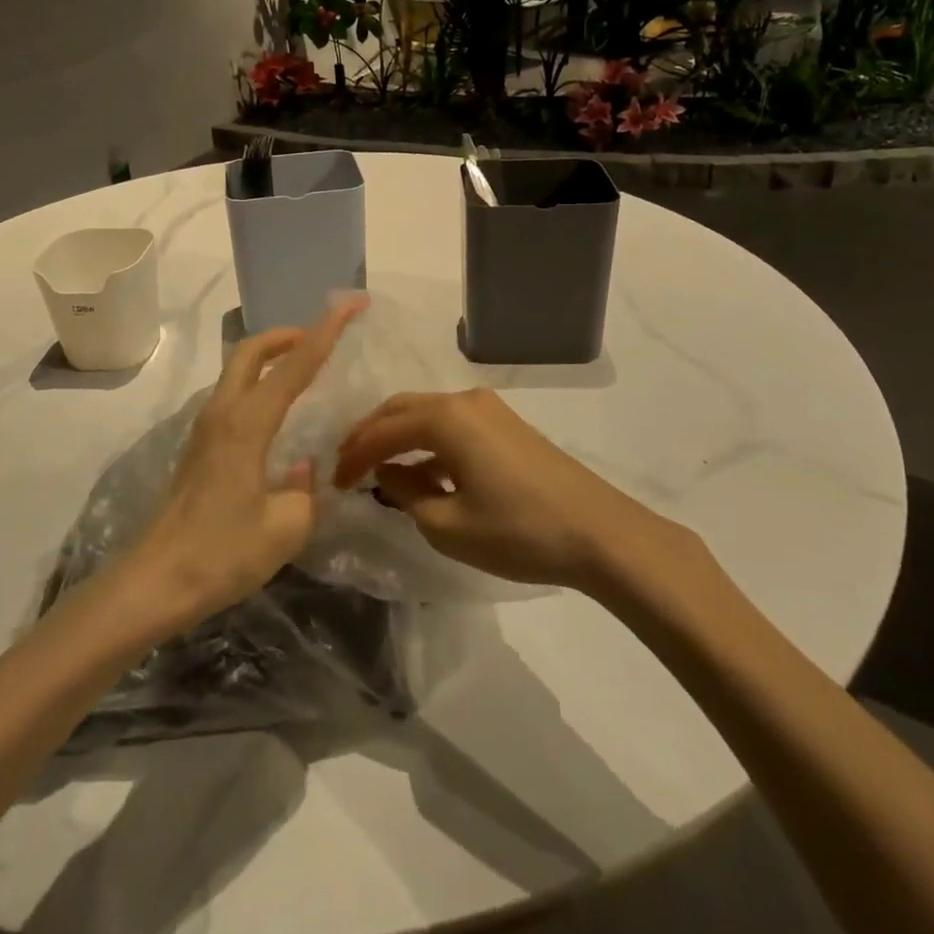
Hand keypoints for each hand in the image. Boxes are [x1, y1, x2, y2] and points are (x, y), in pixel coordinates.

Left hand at [128, 295, 367, 627]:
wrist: (156, 582)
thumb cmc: (223, 554)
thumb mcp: (285, 528)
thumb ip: (305, 491)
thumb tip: (302, 470)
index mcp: (248, 424)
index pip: (295, 365)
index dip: (326, 330)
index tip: (351, 303)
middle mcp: (223, 414)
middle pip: (250, 350)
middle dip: (287, 334)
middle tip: (319, 338)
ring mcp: (205, 428)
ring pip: (237, 371)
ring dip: (270, 358)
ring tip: (304, 370)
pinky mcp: (198, 447)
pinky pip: (232, 395)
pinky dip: (258, 384)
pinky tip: (277, 414)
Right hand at [335, 389, 707, 592]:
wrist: (600, 533)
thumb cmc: (518, 531)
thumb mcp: (448, 526)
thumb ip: (406, 494)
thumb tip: (388, 473)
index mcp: (445, 418)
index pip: (382, 430)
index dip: (353, 455)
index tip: (333, 482)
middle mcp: (464, 400)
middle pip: (402, 409)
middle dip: (371, 435)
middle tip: (348, 466)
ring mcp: (490, 409)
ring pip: (428, 414)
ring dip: (400, 438)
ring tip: (381, 472)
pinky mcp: (507, 425)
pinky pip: (453, 424)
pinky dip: (429, 443)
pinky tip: (426, 473)